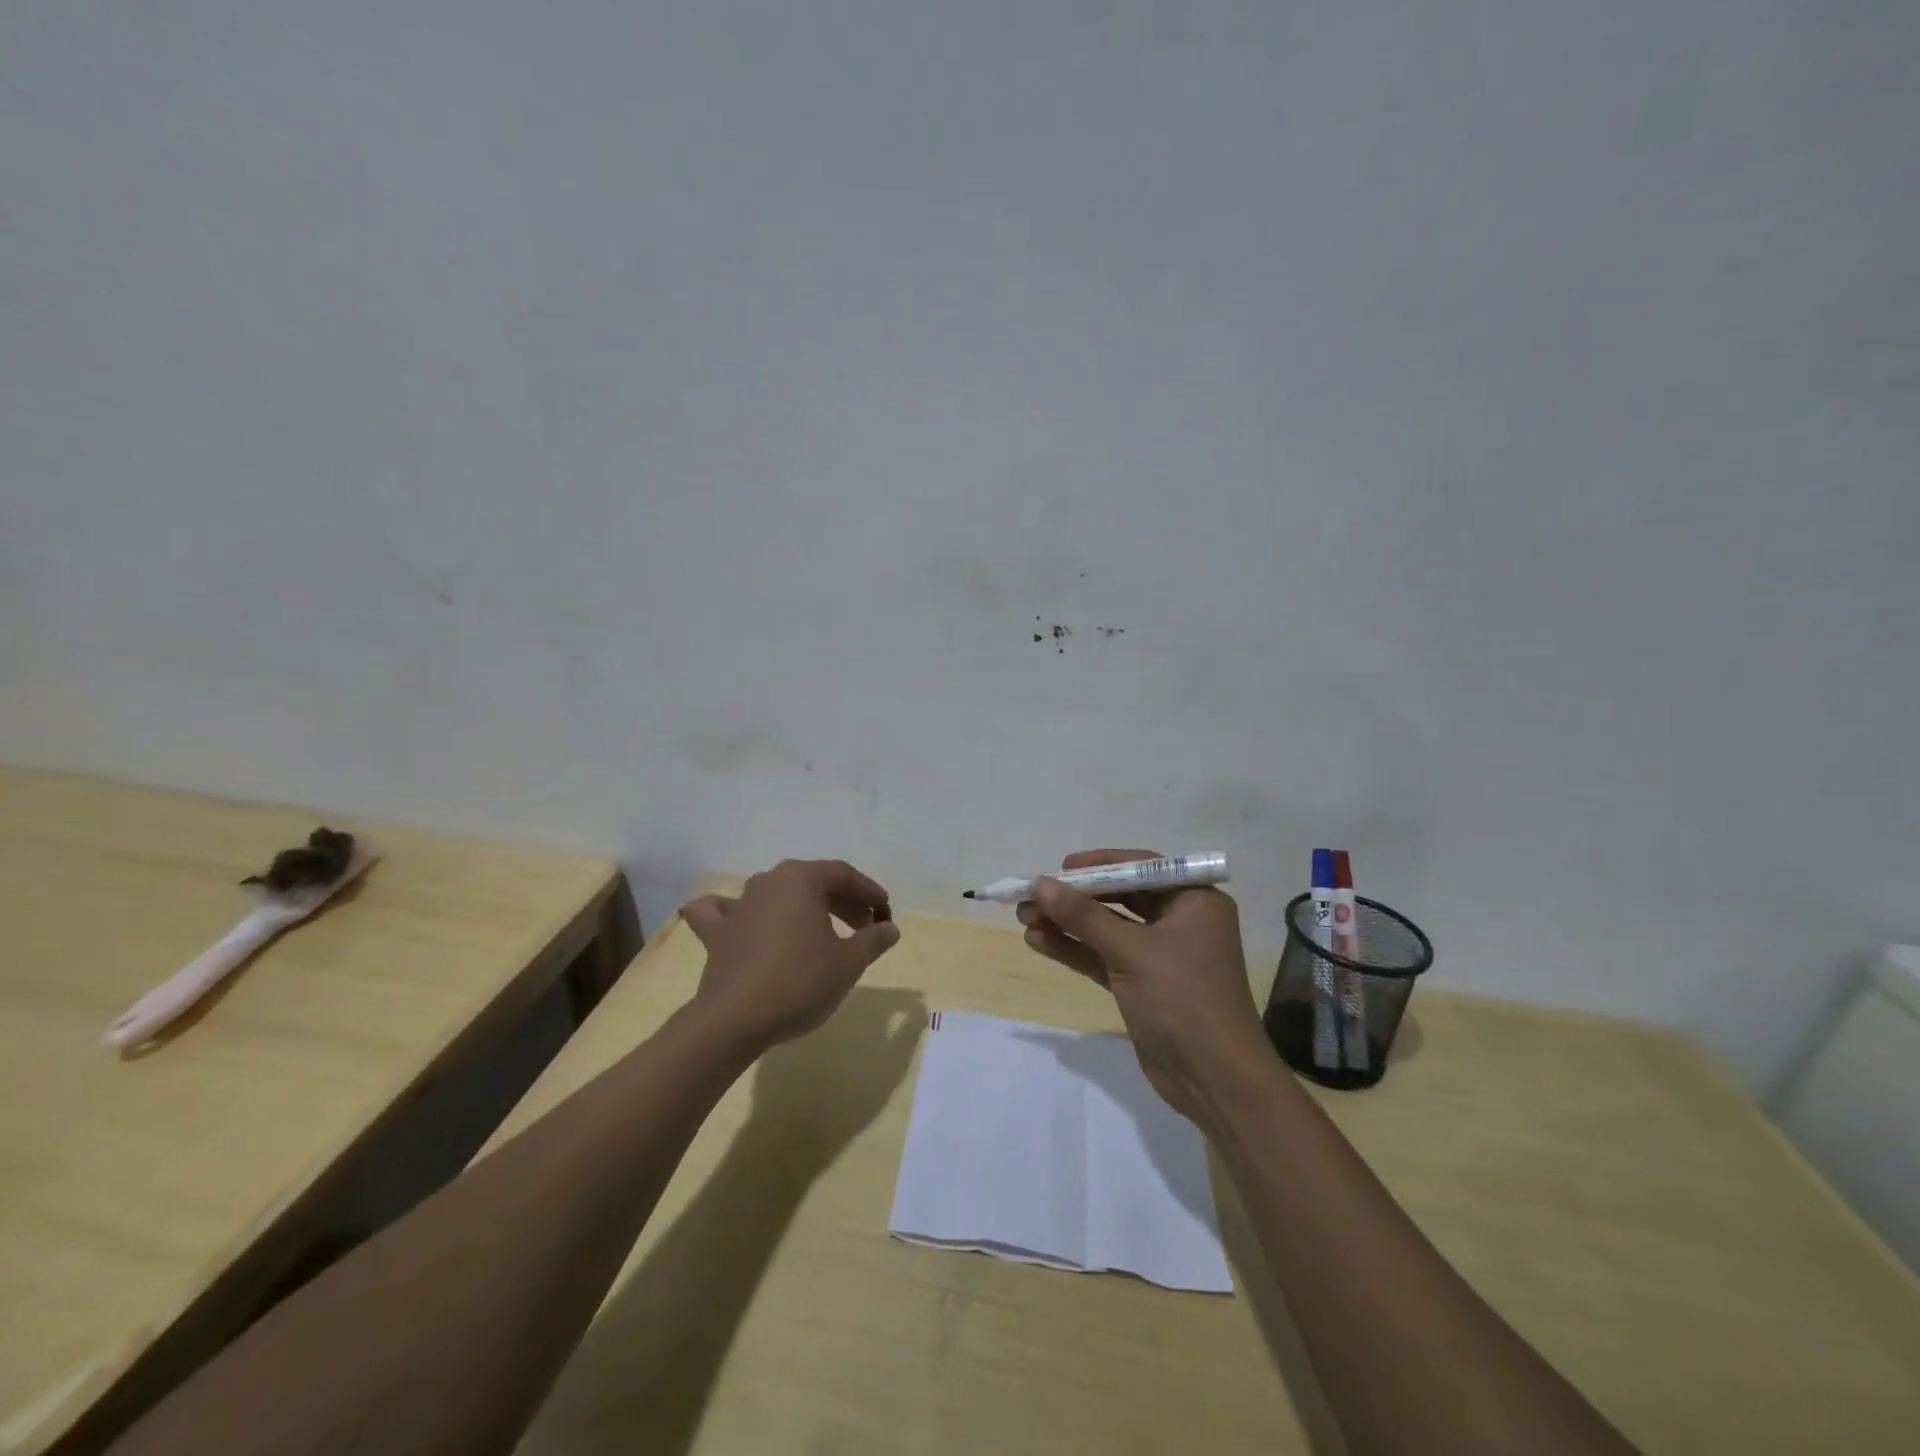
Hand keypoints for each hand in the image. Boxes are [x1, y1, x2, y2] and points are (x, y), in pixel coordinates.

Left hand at [680, 859, 900, 1054]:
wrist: (735, 1020)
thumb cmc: (800, 982)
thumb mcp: (849, 962)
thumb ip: (873, 939)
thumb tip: (889, 928)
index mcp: (802, 878)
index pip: (844, 875)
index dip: (869, 893)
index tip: (885, 914)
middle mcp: (768, 881)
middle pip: (813, 882)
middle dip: (843, 902)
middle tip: (865, 929)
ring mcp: (739, 904)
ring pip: (778, 895)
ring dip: (804, 908)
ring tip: (823, 933)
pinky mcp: (716, 932)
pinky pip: (725, 912)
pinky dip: (738, 913)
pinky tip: (742, 920)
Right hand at [1018, 849, 1270, 1123]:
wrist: (1213, 1080)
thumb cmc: (1182, 998)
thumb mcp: (1131, 951)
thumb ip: (1084, 916)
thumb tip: (1040, 884)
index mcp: (1194, 900)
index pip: (1141, 867)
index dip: (1099, 865)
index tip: (1060, 867)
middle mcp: (1179, 920)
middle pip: (1120, 897)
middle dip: (1075, 897)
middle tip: (1033, 894)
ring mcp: (1160, 954)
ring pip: (1107, 928)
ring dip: (1068, 923)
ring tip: (1024, 917)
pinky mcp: (1143, 983)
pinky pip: (1104, 956)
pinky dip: (1074, 949)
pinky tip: (1038, 941)